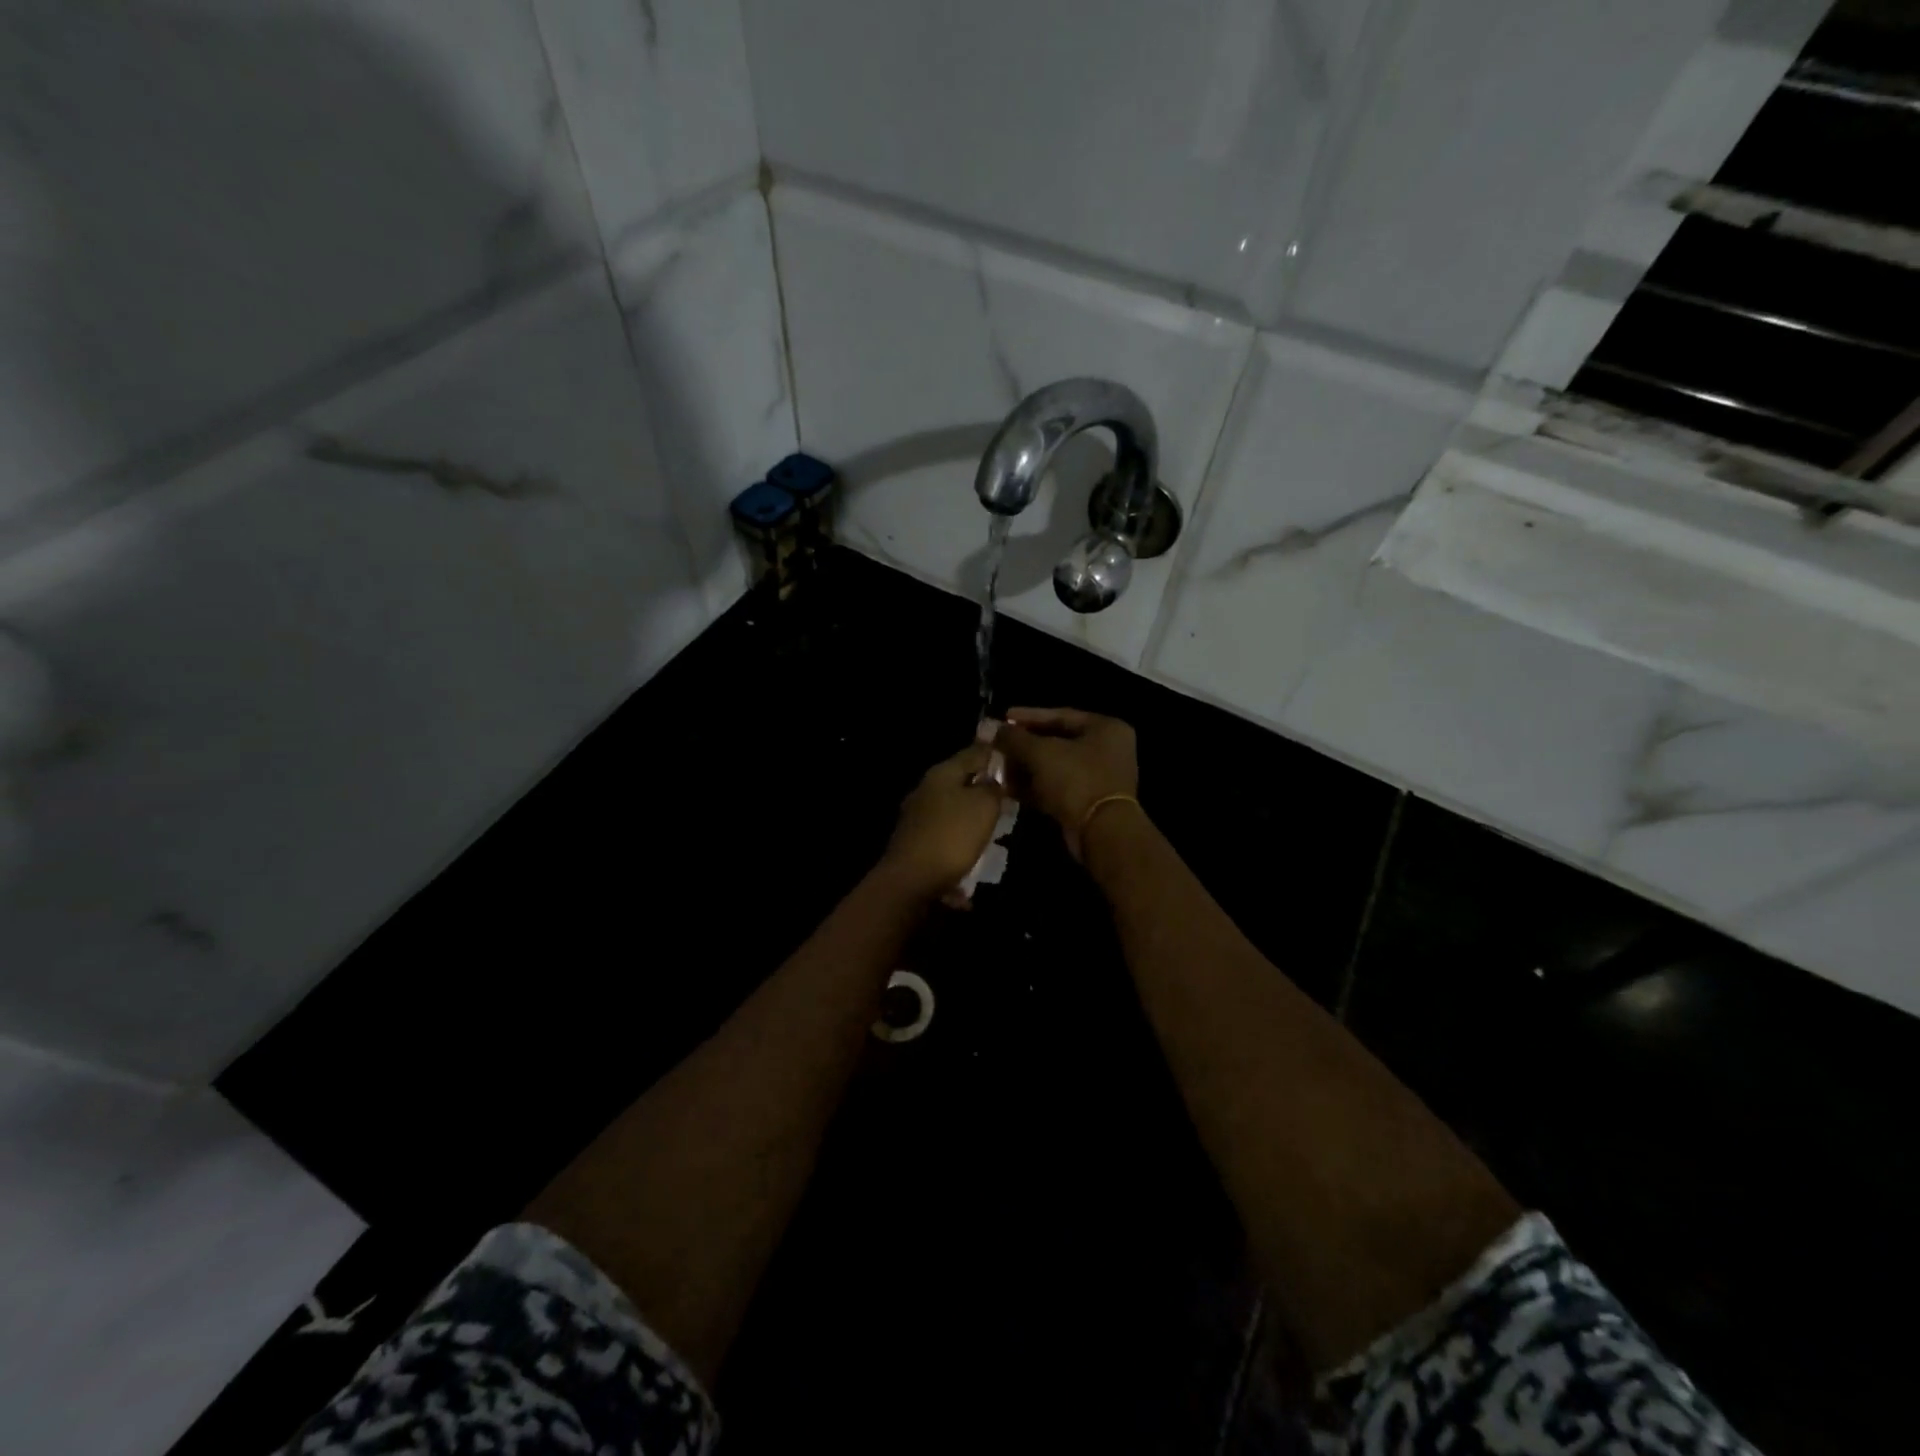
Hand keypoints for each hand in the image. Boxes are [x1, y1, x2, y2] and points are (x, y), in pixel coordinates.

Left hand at [879, 743, 1006, 901]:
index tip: (1014, 759)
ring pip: (954, 810)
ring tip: (996, 830)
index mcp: (941, 774)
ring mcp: (917, 818)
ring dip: (973, 818)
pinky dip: (961, 843)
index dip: (994, 753)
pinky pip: (946, 836)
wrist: (910, 881)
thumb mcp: (984, 806)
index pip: (973, 753)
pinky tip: (974, 857)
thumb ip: (993, 788)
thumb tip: (993, 780)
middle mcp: (925, 790)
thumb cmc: (951, 836)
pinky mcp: (915, 843)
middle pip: (961, 783)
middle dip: (984, 790)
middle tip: (1009, 799)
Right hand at [997, 707, 1138, 860]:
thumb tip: (992, 729)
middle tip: (997, 745)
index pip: (1060, 715)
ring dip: (1026, 767)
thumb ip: (1015, 738)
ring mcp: (1099, 778)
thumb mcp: (1040, 752)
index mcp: (1105, 728)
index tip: (1003, 717)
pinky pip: (1057, 787)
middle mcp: (1107, 749)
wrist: (1101, 833)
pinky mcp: (1088, 802)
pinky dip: (1035, 787)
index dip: (1028, 716)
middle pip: (1057, 741)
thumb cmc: (1076, 780)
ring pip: (1055, 766)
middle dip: (1023, 745)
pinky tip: (1008, 788)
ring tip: (998, 767)